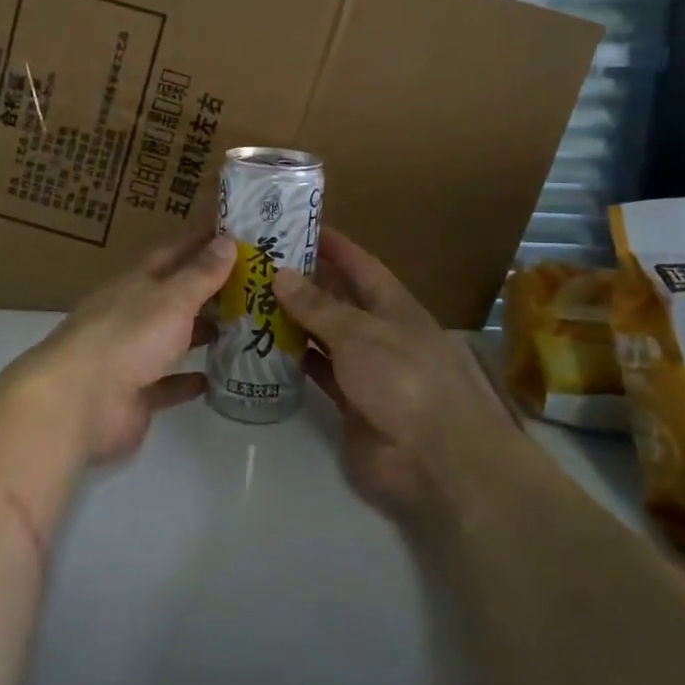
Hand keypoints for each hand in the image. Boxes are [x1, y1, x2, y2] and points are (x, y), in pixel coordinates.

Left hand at [20, 230, 235, 465]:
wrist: (78, 402)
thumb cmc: (127, 337)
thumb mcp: (170, 299)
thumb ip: (200, 274)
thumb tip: (227, 239)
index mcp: (136, 282)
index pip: (173, 252)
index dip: (202, 241)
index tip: (236, 233)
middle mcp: (132, 313)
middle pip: (174, 295)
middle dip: (209, 289)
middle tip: (253, 284)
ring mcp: (131, 354)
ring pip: (172, 338)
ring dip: (201, 332)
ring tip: (243, 328)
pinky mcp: (135, 394)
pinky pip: (167, 383)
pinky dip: (188, 380)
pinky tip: (216, 379)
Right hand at [273, 229, 514, 522]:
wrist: (434, 458)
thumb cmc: (403, 379)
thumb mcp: (358, 333)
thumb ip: (317, 306)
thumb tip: (281, 273)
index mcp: (392, 305)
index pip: (359, 264)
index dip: (332, 245)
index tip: (297, 225)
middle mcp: (378, 331)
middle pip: (337, 298)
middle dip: (302, 281)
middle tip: (257, 264)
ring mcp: (365, 368)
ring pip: (323, 335)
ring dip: (293, 320)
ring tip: (250, 300)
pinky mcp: (350, 401)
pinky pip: (317, 371)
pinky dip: (294, 360)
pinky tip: (263, 346)